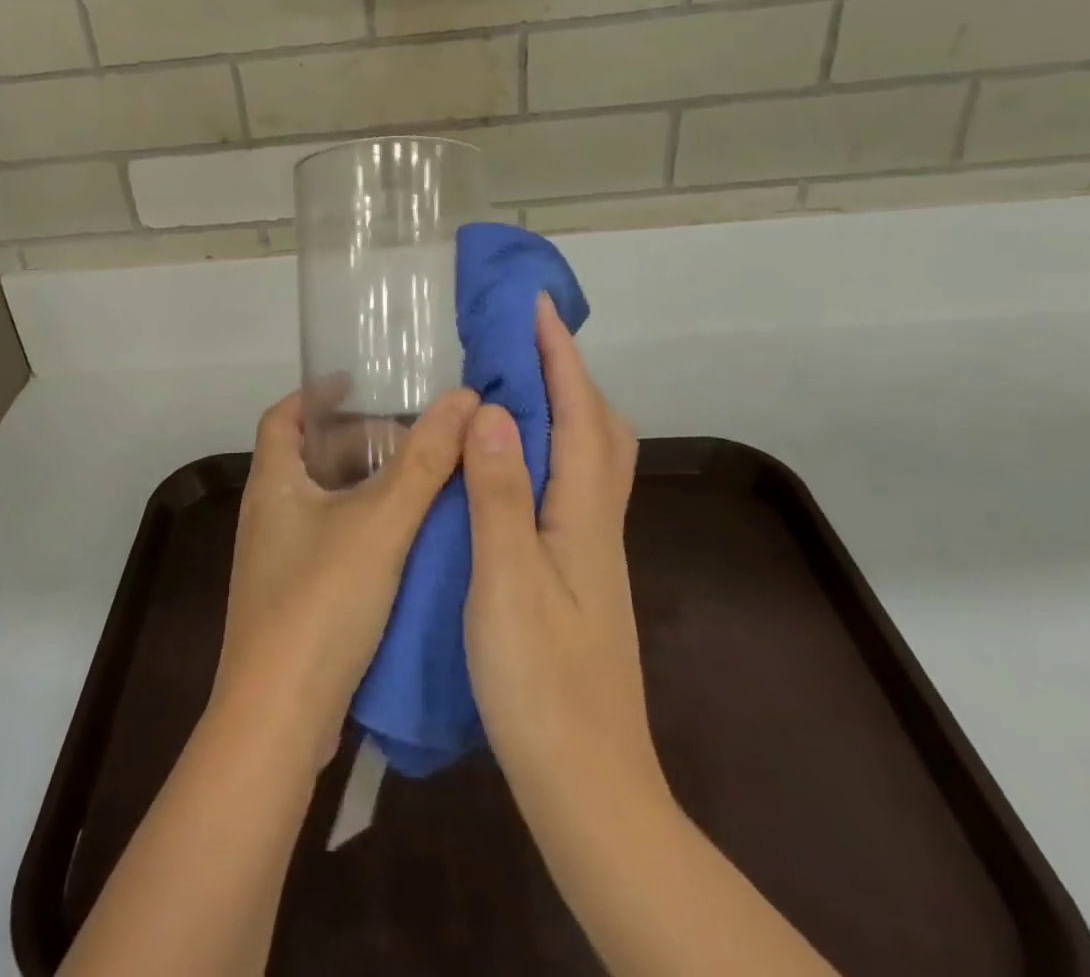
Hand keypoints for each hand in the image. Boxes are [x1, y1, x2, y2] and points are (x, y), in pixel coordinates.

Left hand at [215, 385, 478, 763]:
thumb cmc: (321, 601)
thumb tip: (464, 399)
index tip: (357, 382)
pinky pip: (331, 542)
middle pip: (309, 459)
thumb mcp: (381, 522)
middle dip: (356, 442)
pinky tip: (407, 540)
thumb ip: (424, 461)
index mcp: (273, 485)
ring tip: (419, 481)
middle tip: (410, 438)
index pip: (282, 417)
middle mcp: (268, 516)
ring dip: (366, 488)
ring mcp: (277, 561)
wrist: (280, 717)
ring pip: (324, 503)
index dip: (315, 394)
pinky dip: (365, 528)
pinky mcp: (294, 599)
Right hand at [461, 295, 662, 820]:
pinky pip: (569, 486)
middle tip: (522, 341)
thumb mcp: (507, 583)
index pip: (578, 414)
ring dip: (562, 408)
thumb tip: (491, 411)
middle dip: (567, 373)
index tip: (535, 305)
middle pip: (599, 429)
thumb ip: (500, 495)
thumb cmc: (540, 683)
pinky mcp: (578, 574)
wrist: (586, 784)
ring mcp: (591, 551)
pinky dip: (548, 451)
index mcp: (583, 515)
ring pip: (589, 458)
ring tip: (513, 387)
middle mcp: (596, 522)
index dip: (558, 355)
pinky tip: (511, 466)